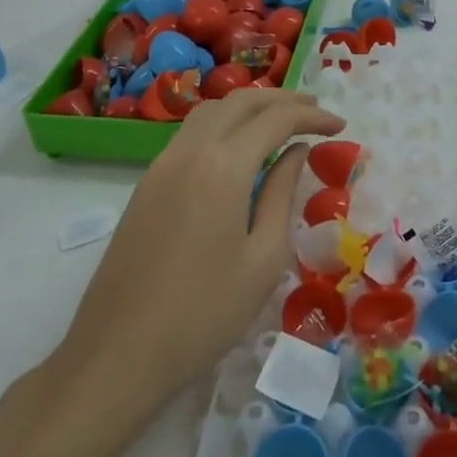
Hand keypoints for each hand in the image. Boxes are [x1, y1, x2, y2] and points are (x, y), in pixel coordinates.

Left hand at [39, 90, 345, 456]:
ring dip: (249, 107)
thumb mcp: (263, 258)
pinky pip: (190, 135)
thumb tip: (295, 152)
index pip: (276, 119)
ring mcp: (161, 167)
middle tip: (315, 112)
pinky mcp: (146, 186)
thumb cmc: (204, 314)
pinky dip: (224, 125)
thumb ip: (282, 194)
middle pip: (240, 101)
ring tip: (281, 122)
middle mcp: (189, 152)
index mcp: (223, 167)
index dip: (312, 116)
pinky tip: (240, 150)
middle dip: (282, 100)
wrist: (117, 356)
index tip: (340, 125)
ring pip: (210, 112)